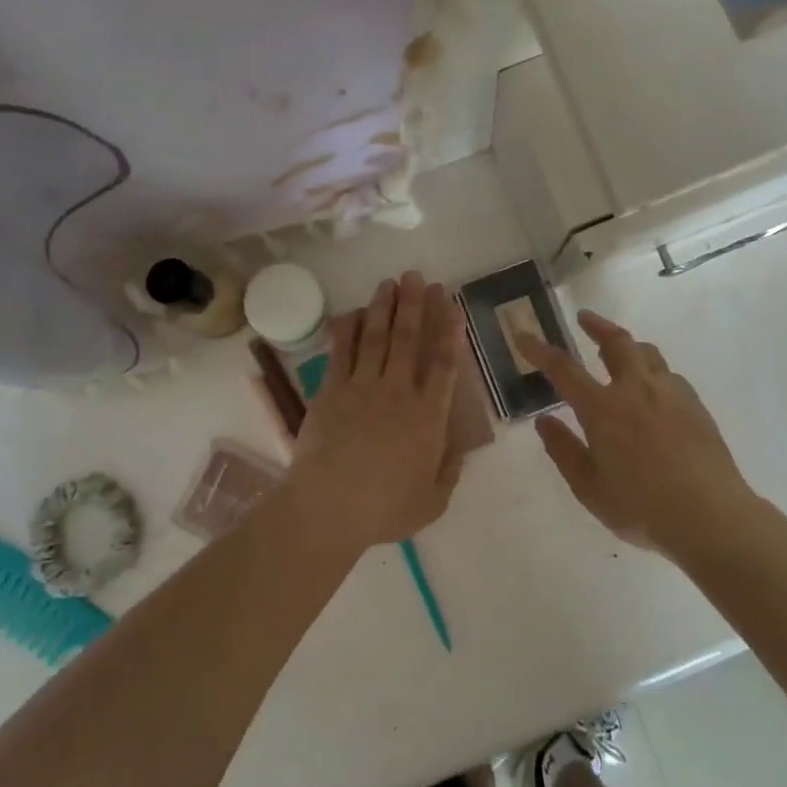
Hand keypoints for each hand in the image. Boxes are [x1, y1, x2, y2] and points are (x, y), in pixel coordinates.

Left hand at [285, 271, 463, 552]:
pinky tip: (353, 312)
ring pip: (376, 337)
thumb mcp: (432, 502)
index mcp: (428, 417)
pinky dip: (349, 329)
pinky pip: (342, 352)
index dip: (450, 331)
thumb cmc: (383, 510)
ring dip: (384, 307)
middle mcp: (398, 392)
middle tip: (418, 276)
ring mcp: (362, 388)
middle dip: (415, 304)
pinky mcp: (331, 391)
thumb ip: (449, 472)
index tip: (453, 305)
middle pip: (408, 339)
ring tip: (390, 282)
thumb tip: (459, 449)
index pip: (444, 364)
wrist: (327, 509)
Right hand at [519, 310, 755, 552]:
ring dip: (628, 344)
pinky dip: (653, 372)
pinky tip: (653, 390)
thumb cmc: (641, 507)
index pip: (563, 369)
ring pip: (648, 353)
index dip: (539, 350)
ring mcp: (671, 394)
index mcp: (603, 408)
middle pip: (616, 343)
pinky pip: (669, 376)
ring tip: (620, 348)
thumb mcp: (589, 487)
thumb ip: (564, 450)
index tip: (523, 335)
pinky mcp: (696, 406)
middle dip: (597, 326)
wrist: (710, 516)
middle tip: (584, 318)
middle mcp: (636, 390)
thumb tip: (544, 421)